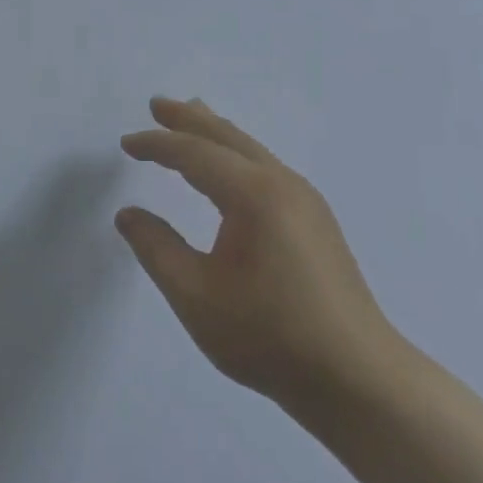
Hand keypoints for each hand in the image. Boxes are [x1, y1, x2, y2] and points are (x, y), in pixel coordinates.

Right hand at [117, 98, 403, 411]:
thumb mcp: (197, 296)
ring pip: (251, 151)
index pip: (194, 154)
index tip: (126, 143)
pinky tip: (231, 168)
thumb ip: (157, 249)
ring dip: (216, 134)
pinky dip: (237, 155)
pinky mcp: (316, 220)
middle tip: (157, 104)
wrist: (357, 377)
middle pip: (228, 138)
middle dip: (189, 119)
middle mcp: (282, 184)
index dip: (156, 145)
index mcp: (253, 194)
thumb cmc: (269, 336)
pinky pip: (266, 168)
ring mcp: (306, 200)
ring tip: (191, 117)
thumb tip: (129, 214)